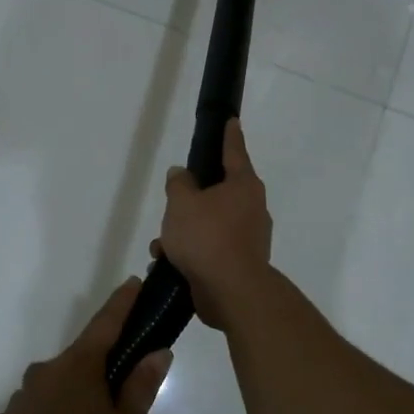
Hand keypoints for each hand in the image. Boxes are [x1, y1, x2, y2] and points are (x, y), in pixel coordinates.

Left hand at [0, 279, 171, 413]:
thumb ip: (140, 387)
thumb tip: (158, 351)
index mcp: (78, 367)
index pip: (105, 323)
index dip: (122, 303)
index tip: (134, 282)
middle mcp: (46, 371)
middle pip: (83, 357)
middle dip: (106, 366)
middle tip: (127, 393)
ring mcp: (24, 396)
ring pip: (62, 385)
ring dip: (81, 395)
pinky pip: (44, 407)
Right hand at [153, 118, 272, 327]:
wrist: (231, 291)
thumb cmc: (207, 237)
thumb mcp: (182, 203)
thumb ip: (179, 184)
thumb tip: (182, 174)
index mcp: (243, 186)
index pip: (234, 151)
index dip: (229, 135)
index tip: (232, 121)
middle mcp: (252, 208)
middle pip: (219, 192)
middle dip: (192, 199)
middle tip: (174, 202)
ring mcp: (249, 238)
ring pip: (210, 224)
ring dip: (185, 232)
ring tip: (162, 244)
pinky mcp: (239, 263)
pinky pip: (210, 249)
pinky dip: (191, 253)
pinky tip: (168, 263)